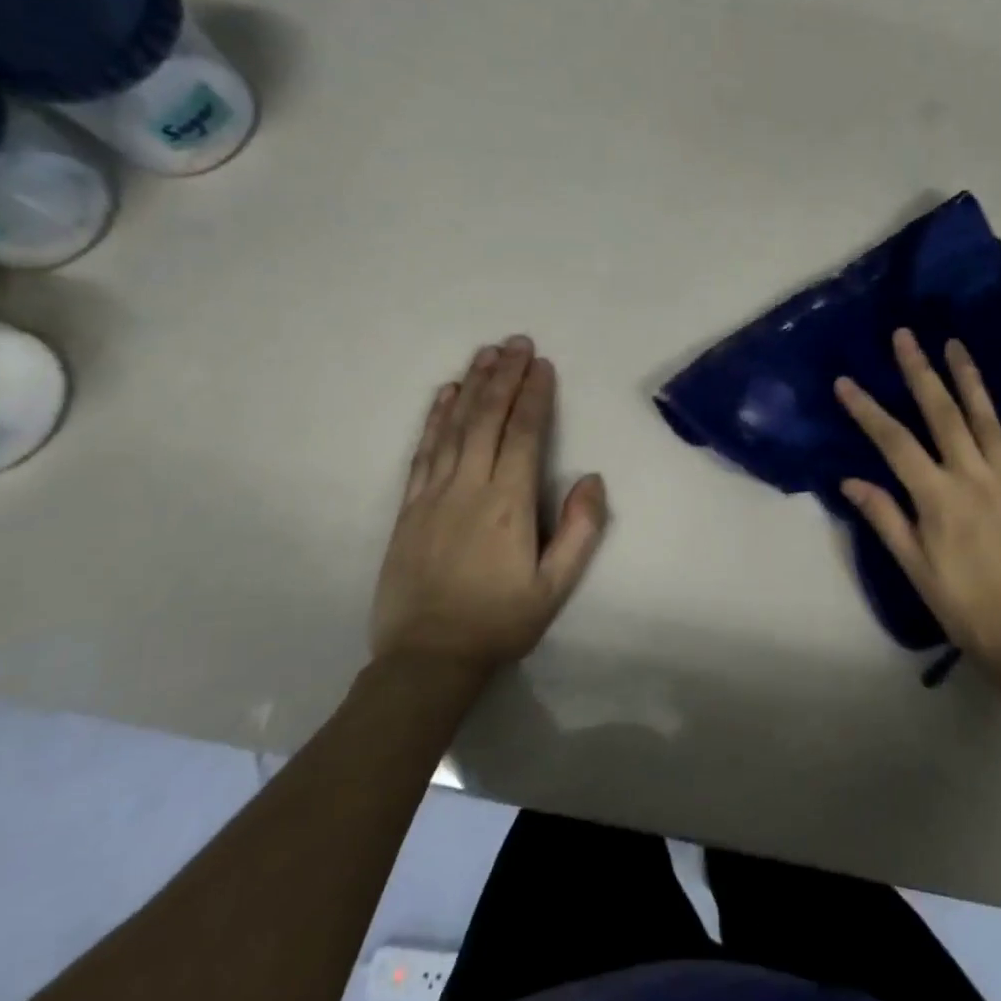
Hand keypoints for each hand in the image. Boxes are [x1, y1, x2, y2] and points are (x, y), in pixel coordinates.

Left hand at [371, 336, 607, 675]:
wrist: (426, 658)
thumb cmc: (499, 622)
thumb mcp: (554, 587)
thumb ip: (579, 531)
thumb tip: (591, 478)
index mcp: (508, 503)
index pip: (523, 434)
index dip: (534, 396)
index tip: (542, 364)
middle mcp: (468, 487)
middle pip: (487, 419)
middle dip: (504, 377)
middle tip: (516, 342)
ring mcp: (433, 494)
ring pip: (454, 427)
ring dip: (472, 386)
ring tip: (485, 353)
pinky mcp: (409, 507)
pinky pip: (423, 451)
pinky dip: (435, 418)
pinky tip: (445, 395)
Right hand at [835, 330, 1000, 675]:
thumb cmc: (967, 609)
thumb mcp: (916, 570)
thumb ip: (886, 520)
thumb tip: (851, 481)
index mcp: (937, 498)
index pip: (893, 443)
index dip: (867, 410)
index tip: (846, 382)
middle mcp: (973, 477)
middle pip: (941, 415)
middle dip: (920, 373)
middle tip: (906, 336)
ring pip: (987, 420)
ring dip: (970, 380)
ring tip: (955, 344)